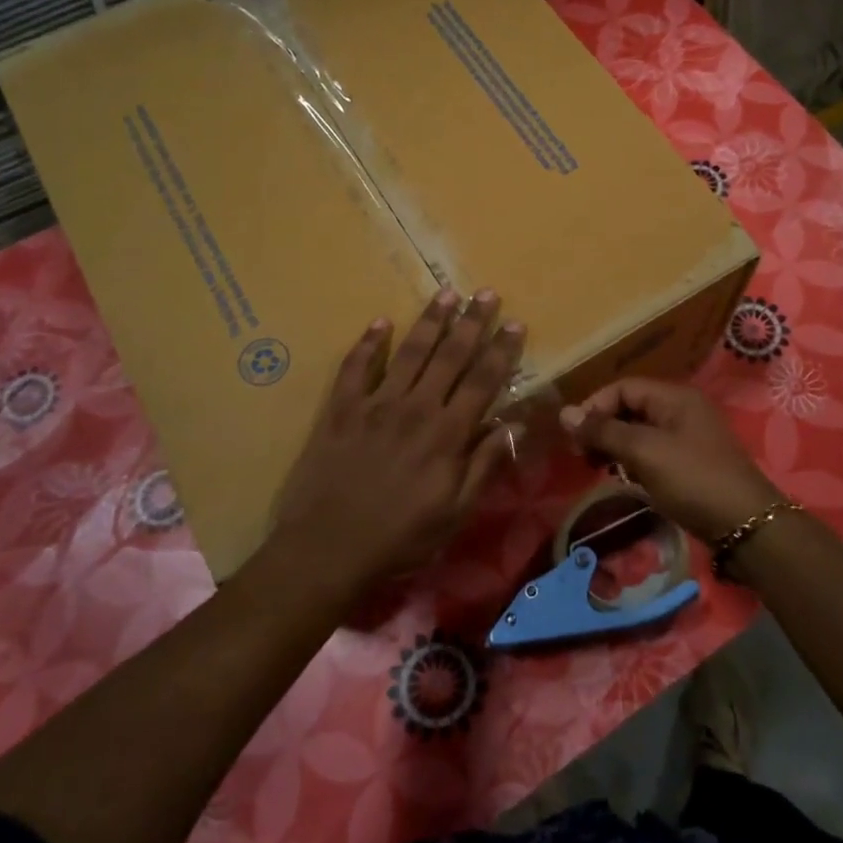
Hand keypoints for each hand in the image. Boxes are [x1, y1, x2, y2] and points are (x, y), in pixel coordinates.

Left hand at [271, 288, 522, 592]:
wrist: (327, 549)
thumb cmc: (400, 537)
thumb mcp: (455, 513)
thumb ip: (485, 465)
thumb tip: (516, 425)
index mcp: (447, 434)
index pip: (483, 381)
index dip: (501, 350)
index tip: (515, 323)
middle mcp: (415, 408)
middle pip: (449, 356)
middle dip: (471, 322)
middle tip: (486, 292)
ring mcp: (375, 405)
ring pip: (409, 352)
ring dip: (429, 321)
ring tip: (446, 293)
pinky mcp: (340, 410)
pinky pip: (355, 367)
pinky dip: (368, 343)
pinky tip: (379, 322)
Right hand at [559, 379, 782, 544]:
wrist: (745, 525)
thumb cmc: (693, 480)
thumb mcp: (645, 452)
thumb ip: (604, 431)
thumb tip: (564, 413)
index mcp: (675, 397)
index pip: (623, 387)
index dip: (594, 407)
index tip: (574, 436)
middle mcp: (682, 410)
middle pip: (630, 408)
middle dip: (602, 427)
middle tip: (581, 455)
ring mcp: (688, 438)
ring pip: (639, 432)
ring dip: (615, 446)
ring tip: (598, 468)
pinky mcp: (690, 464)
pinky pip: (652, 452)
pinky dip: (633, 461)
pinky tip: (624, 479)